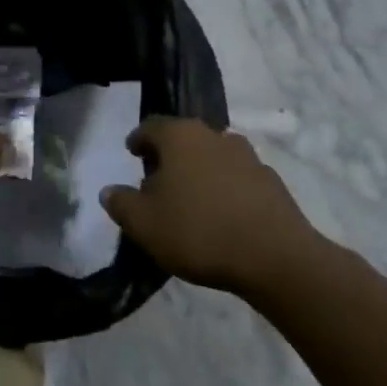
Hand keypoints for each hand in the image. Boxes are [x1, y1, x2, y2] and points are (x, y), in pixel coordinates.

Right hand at [103, 117, 326, 299]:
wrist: (277, 259)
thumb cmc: (199, 231)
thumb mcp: (143, 223)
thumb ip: (120, 203)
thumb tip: (109, 191)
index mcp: (180, 136)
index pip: (150, 126)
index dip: (138, 140)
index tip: (132, 154)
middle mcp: (215, 135)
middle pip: (184, 139)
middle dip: (169, 156)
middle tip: (158, 181)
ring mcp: (248, 157)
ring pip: (213, 157)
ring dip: (200, 172)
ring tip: (192, 200)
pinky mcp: (273, 183)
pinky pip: (239, 179)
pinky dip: (226, 190)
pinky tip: (222, 216)